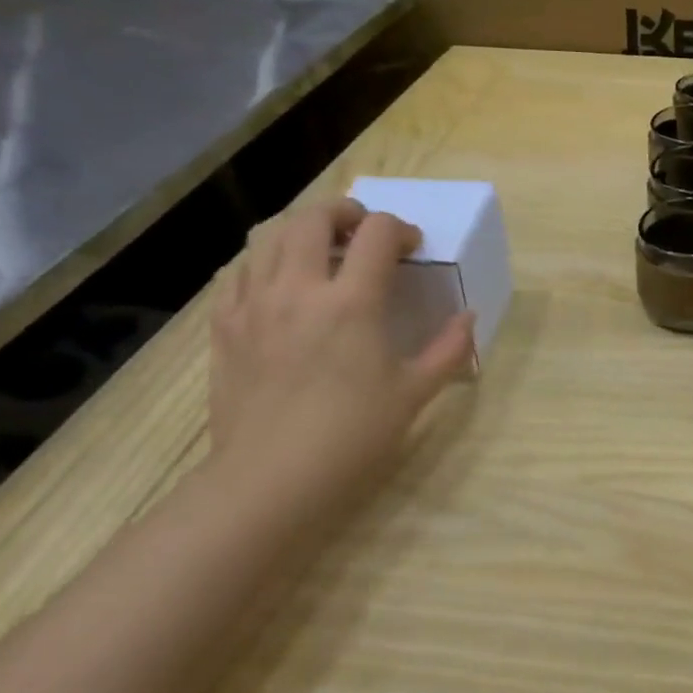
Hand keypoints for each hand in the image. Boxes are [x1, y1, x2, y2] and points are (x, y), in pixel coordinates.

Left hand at [209, 198, 475, 517]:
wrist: (270, 480)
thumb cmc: (352, 436)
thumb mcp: (414, 393)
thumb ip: (448, 349)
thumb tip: (468, 317)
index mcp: (351, 303)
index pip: (378, 234)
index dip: (400, 229)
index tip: (411, 248)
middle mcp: (299, 290)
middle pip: (313, 218)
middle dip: (345, 213)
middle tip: (364, 232)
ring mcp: (253, 305)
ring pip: (269, 237)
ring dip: (301, 231)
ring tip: (322, 251)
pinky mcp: (224, 327)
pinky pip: (237, 273)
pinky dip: (263, 263)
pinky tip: (279, 285)